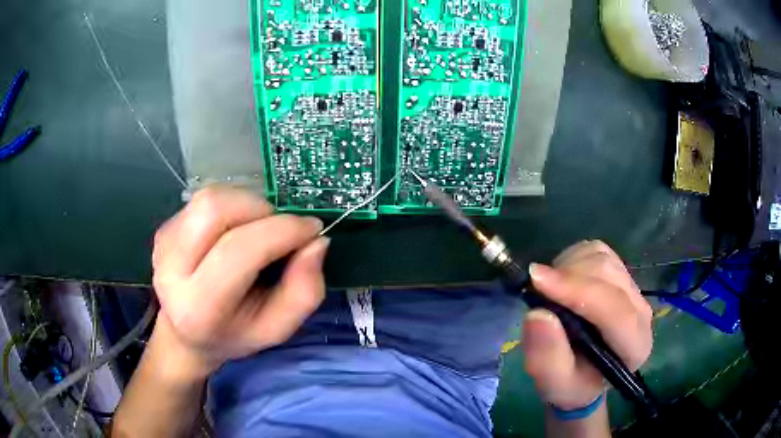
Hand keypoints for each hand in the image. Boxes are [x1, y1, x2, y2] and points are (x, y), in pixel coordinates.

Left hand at [150, 186, 328, 378]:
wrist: (186, 333)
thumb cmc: (235, 334)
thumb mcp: (277, 328)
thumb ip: (304, 291)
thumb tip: (316, 242)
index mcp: (199, 307)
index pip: (238, 251)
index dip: (282, 231)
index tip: (312, 229)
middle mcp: (170, 270)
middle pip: (214, 209)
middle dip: (260, 209)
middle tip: (279, 229)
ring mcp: (163, 244)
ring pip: (209, 197)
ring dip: (246, 204)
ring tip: (257, 230)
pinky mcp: (164, 228)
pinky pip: (204, 199)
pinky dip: (232, 207)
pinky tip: (234, 231)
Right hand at [522, 240, 652, 409]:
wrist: (585, 374)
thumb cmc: (572, 384)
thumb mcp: (554, 384)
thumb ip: (547, 358)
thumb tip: (537, 314)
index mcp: (634, 346)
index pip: (614, 310)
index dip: (577, 292)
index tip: (537, 281)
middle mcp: (641, 312)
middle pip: (608, 274)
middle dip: (567, 276)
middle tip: (536, 290)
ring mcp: (633, 288)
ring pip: (602, 257)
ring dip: (568, 266)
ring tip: (549, 291)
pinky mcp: (620, 273)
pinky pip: (596, 250)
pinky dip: (572, 258)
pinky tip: (562, 280)